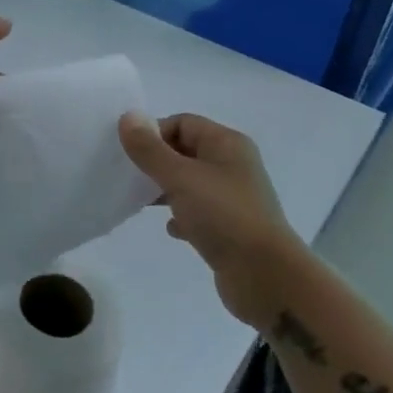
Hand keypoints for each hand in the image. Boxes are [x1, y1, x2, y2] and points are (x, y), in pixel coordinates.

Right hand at [118, 112, 305, 321]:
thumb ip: (150, 149)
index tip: (130, 156)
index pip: (183, 123)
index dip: (154, 134)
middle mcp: (232, 166)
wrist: (265, 276)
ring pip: (189, 184)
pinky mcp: (229, 228)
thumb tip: (128, 116)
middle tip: (129, 178)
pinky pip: (198, 213)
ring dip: (165, 190)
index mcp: (227, 144)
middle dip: (156, 162)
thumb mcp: (180, 177)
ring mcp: (232, 198)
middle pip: (185, 152)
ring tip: (141, 202)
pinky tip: (171, 229)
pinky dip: (182, 217)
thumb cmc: (223, 216)